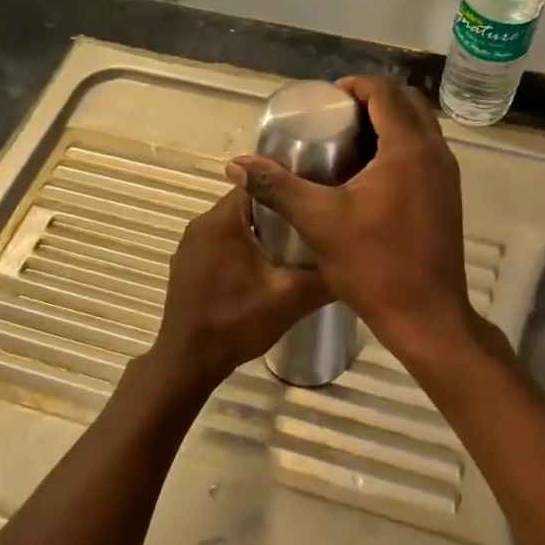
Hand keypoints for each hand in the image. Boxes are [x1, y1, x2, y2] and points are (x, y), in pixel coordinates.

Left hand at [148, 188, 331, 389]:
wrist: (188, 361)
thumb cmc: (236, 322)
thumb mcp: (290, 298)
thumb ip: (325, 276)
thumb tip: (357, 261)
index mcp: (223, 220)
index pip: (261, 183)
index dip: (292, 186)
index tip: (318, 197)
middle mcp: (201, 223)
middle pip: (248, 204)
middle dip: (280, 211)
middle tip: (313, 224)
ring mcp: (190, 246)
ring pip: (234, 225)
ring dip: (262, 232)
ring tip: (296, 246)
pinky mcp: (187, 266)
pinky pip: (221, 244)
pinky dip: (243, 248)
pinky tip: (264, 269)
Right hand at [227, 76, 476, 366]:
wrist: (425, 315)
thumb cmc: (374, 265)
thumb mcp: (318, 222)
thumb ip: (277, 187)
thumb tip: (236, 165)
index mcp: (408, 149)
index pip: (385, 92)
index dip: (353, 86)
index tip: (323, 101)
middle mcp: (435, 154)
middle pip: (407, 104)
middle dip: (371, 102)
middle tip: (334, 119)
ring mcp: (447, 177)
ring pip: (419, 129)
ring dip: (387, 125)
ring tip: (346, 143)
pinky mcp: (447, 198)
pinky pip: (424, 154)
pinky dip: (399, 149)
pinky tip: (368, 176)